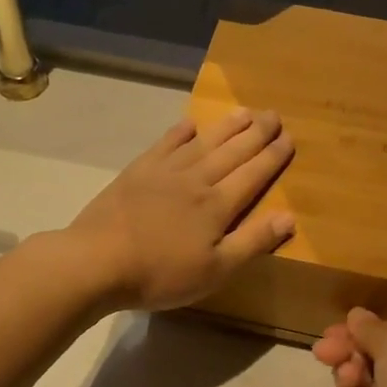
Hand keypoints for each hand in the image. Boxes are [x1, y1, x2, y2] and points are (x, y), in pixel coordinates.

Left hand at [63, 109, 294, 310]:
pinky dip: (180, 132)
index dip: (272, 157)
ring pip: (203, 142)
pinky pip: (165, 144)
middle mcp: (196, 179)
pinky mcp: (137, 172)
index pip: (253, 174)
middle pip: (232, 151)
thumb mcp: (215, 270)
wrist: (97, 261)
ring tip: (244, 112)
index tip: (289, 138)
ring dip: (226, 127)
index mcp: (217, 205)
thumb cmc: (161, 274)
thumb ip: (252, 241)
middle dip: (256, 133)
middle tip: (273, 114)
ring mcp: (164, 172)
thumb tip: (289, 216)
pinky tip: (189, 124)